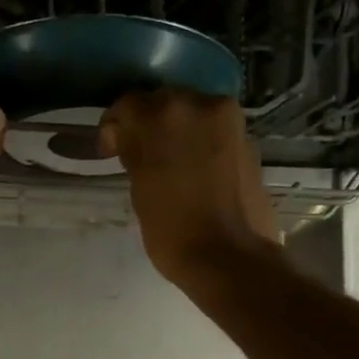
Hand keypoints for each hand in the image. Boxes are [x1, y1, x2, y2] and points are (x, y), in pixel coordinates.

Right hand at [99, 89, 279, 289]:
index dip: (114, 126)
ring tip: (168, 161)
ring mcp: (228, 120)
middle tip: (139, 153)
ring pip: (192, 111)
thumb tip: (130, 139)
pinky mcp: (248, 139)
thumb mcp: (139, 190)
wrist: (229, 257)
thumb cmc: (173, 231)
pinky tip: (194, 168)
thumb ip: (135, 153)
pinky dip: (201, 141)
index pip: (128, 105)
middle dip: (149, 123)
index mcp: (161, 117)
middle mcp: (197, 105)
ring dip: (177, 130)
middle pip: (163, 101)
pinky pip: (215, 129)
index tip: (110, 150)